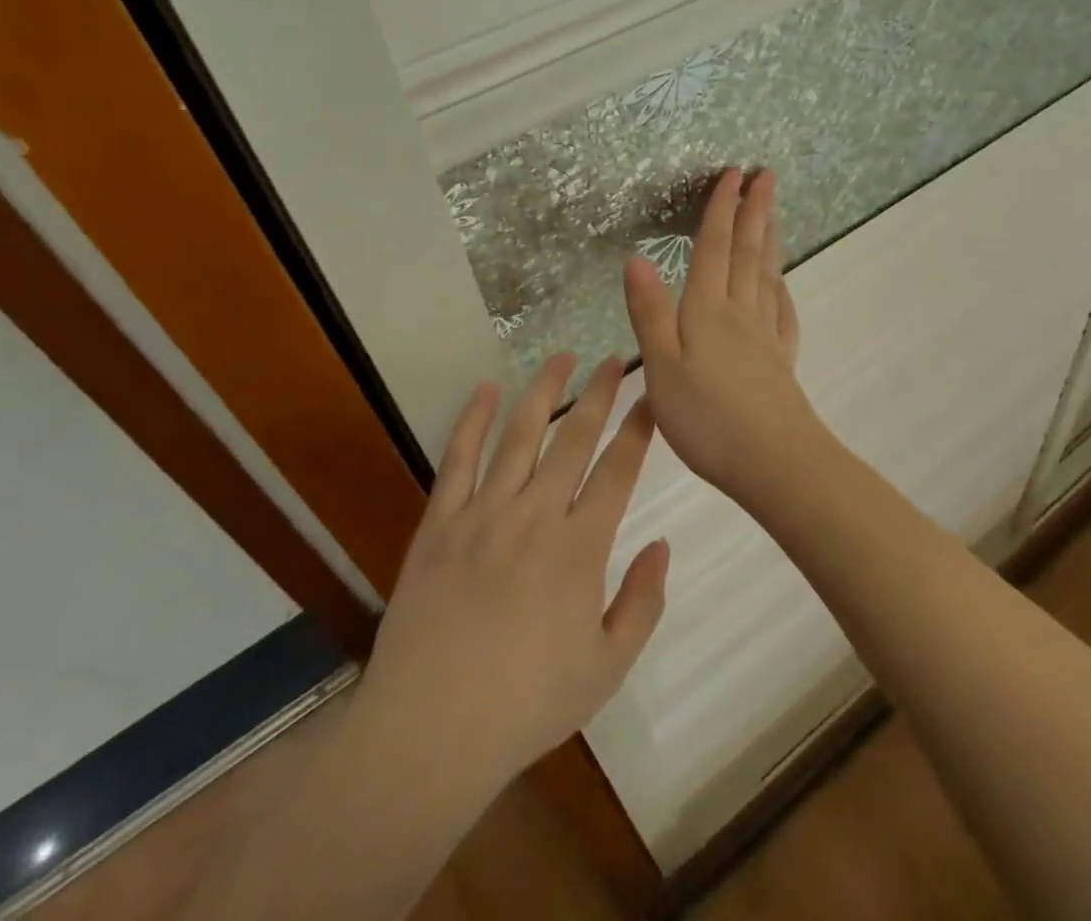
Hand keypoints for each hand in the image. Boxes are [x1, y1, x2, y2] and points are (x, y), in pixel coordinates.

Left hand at [356, 355, 669, 795]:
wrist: (429, 732)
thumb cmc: (525, 705)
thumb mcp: (606, 668)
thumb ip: (642, 603)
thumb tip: (661, 544)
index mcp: (580, 548)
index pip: (619, 470)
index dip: (638, 429)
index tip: (650, 399)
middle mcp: (536, 515)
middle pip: (575, 439)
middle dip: (600, 394)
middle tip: (614, 358)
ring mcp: (484, 513)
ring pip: (520, 434)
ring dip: (544, 391)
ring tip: (561, 357)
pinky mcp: (439, 522)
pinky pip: (458, 458)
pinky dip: (472, 419)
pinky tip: (486, 390)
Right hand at [624, 168, 832, 505]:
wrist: (775, 463)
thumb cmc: (708, 418)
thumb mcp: (662, 366)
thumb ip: (650, 311)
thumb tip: (636, 256)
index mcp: (708, 310)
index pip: (715, 248)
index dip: (721, 209)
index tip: (734, 174)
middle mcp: (741, 312)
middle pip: (748, 252)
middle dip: (754, 210)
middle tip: (767, 175)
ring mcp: (766, 335)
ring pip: (767, 274)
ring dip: (769, 239)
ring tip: (773, 212)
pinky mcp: (781, 360)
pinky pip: (782, 311)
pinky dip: (781, 288)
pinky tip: (781, 284)